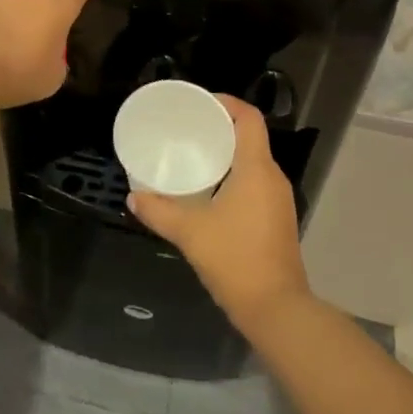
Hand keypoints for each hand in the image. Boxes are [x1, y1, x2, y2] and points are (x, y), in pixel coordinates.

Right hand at [129, 96, 309, 333]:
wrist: (277, 310)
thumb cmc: (236, 259)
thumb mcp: (190, 233)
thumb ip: (159, 211)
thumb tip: (133, 197)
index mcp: (256, 168)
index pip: (249, 118)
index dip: (227, 103)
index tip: (201, 104)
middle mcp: (273, 177)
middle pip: (251, 137)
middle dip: (222, 128)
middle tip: (190, 130)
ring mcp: (279, 199)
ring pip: (254, 161)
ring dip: (229, 154)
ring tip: (196, 157)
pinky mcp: (278, 219)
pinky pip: (257, 182)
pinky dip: (236, 176)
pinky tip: (212, 192)